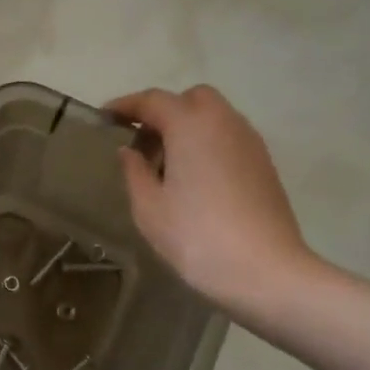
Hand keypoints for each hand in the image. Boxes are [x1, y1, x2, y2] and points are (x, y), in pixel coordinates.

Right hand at [106, 84, 323, 323]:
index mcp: (190, 125)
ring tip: (165, 164)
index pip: (153, 100)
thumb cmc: (196, 236)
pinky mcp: (264, 164)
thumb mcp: (149, 208)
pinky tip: (194, 179)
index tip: (105, 117)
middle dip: (163, 111)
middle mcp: (223, 122)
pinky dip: (207, 144)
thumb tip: (130, 151)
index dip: (126, 106)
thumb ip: (134, 172)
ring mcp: (249, 142)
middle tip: (141, 141)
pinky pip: (228, 138)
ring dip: (187, 128)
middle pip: (191, 99)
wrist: (264, 270)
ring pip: (214, 117)